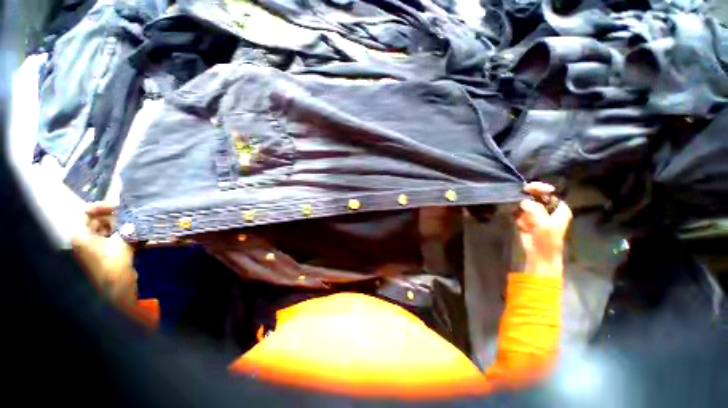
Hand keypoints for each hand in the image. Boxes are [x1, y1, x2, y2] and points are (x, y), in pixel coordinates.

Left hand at [71, 202, 136, 306]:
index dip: (102, 207)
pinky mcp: (105, 253)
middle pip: (97, 221)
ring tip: (137, 226)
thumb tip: (133, 220)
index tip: (120, 208)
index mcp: (80, 235)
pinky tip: (137, 236)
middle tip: (132, 217)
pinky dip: (123, 235)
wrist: (116, 288)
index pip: (86, 212)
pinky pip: (112, 238)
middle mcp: (84, 239)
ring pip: (107, 230)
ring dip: (122, 227)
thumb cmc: (113, 264)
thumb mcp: (121, 243)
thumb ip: (127, 228)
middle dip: (115, 218)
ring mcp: (94, 247)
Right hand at [515, 182, 572, 274]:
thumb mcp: (544, 223)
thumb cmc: (547, 239)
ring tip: (526, 224)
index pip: (549, 193)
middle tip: (520, 202)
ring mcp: (536, 215)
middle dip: (527, 202)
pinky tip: (522, 228)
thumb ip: (535, 210)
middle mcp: (548, 209)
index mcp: (559, 208)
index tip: (528, 188)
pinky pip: (519, 214)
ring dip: (522, 213)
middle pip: (535, 197)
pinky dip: (519, 219)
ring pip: (525, 206)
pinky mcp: (526, 221)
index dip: (540, 188)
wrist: (540, 254)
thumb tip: (523, 201)